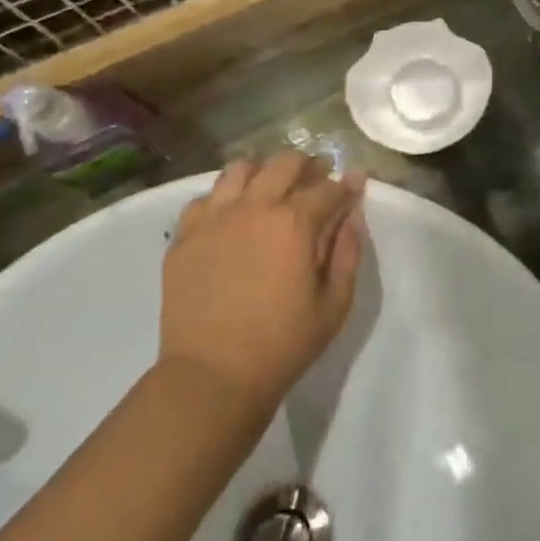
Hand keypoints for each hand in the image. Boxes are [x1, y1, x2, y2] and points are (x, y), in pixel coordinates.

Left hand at [159, 152, 365, 420]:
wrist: (211, 377)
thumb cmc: (283, 343)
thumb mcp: (335, 303)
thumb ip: (348, 250)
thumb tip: (353, 212)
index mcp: (295, 222)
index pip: (329, 187)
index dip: (347, 185)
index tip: (355, 186)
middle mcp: (254, 207)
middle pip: (285, 163)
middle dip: (308, 166)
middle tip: (316, 180)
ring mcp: (214, 219)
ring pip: (240, 169)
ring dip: (262, 173)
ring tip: (270, 191)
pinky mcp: (184, 237)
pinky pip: (204, 199)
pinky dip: (223, 199)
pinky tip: (231, 218)